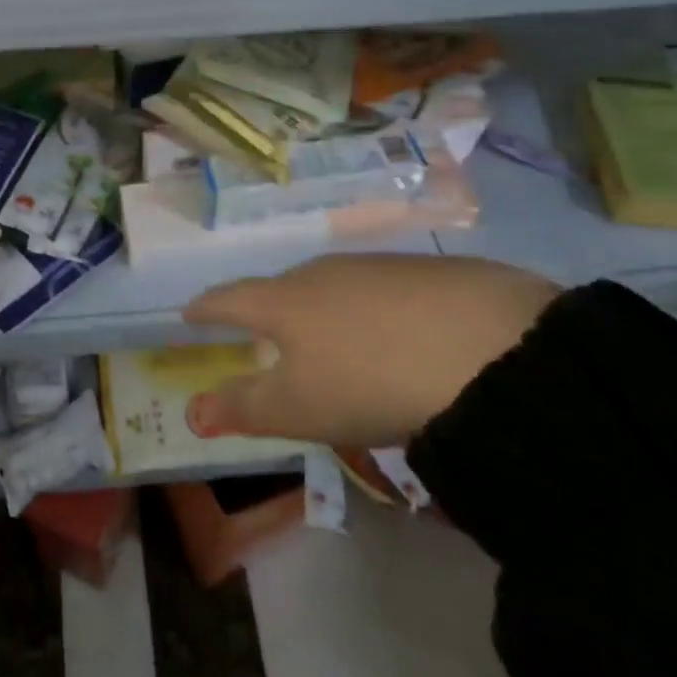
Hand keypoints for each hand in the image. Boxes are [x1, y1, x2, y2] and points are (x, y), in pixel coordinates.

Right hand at [183, 254, 558, 446]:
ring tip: (332, 338)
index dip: (206, 308)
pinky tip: (395, 334)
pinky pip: (382, 289)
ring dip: (323, 308)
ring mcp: (376, 266)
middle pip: (281, 287)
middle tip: (266, 333)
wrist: (486, 347)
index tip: (191, 313)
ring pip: (333, 285)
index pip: (229, 299)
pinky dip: (372, 309)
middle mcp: (322, 271)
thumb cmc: (368, 382)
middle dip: (267, 308)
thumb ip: (242, 408)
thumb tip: (190, 411)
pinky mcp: (427, 271)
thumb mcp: (297, 409)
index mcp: (283, 301)